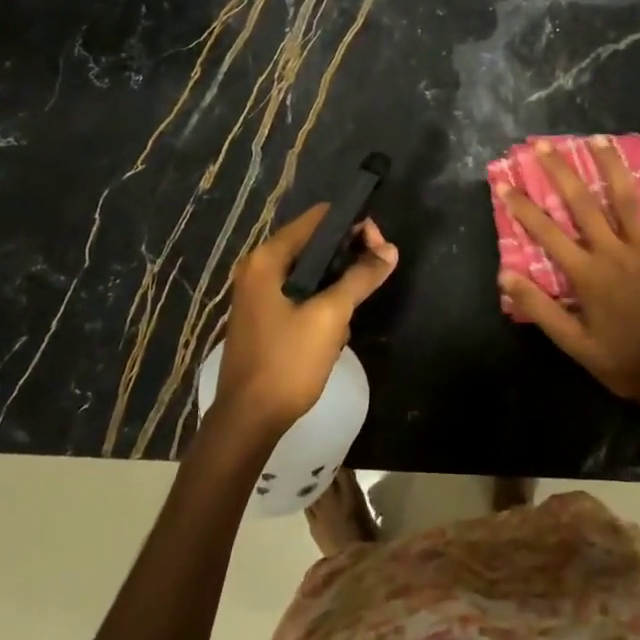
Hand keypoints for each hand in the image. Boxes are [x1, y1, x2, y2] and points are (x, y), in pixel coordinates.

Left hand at [214, 205, 397, 438]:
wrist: (249, 420)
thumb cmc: (288, 362)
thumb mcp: (330, 316)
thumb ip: (360, 277)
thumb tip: (390, 250)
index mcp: (267, 258)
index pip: (317, 219)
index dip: (353, 225)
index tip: (380, 245)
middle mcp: (258, 267)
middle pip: (314, 242)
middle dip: (348, 254)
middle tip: (377, 271)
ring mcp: (258, 292)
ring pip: (310, 269)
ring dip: (337, 280)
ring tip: (357, 302)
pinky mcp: (264, 314)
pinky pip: (300, 291)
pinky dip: (322, 297)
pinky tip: (338, 322)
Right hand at [501, 139, 639, 414]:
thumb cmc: (620, 361)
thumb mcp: (573, 343)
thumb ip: (540, 308)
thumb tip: (505, 276)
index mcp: (588, 273)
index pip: (547, 232)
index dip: (522, 206)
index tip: (504, 183)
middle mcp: (615, 252)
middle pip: (584, 203)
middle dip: (561, 171)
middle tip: (544, 145)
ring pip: (628, 200)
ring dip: (612, 167)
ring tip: (599, 139)